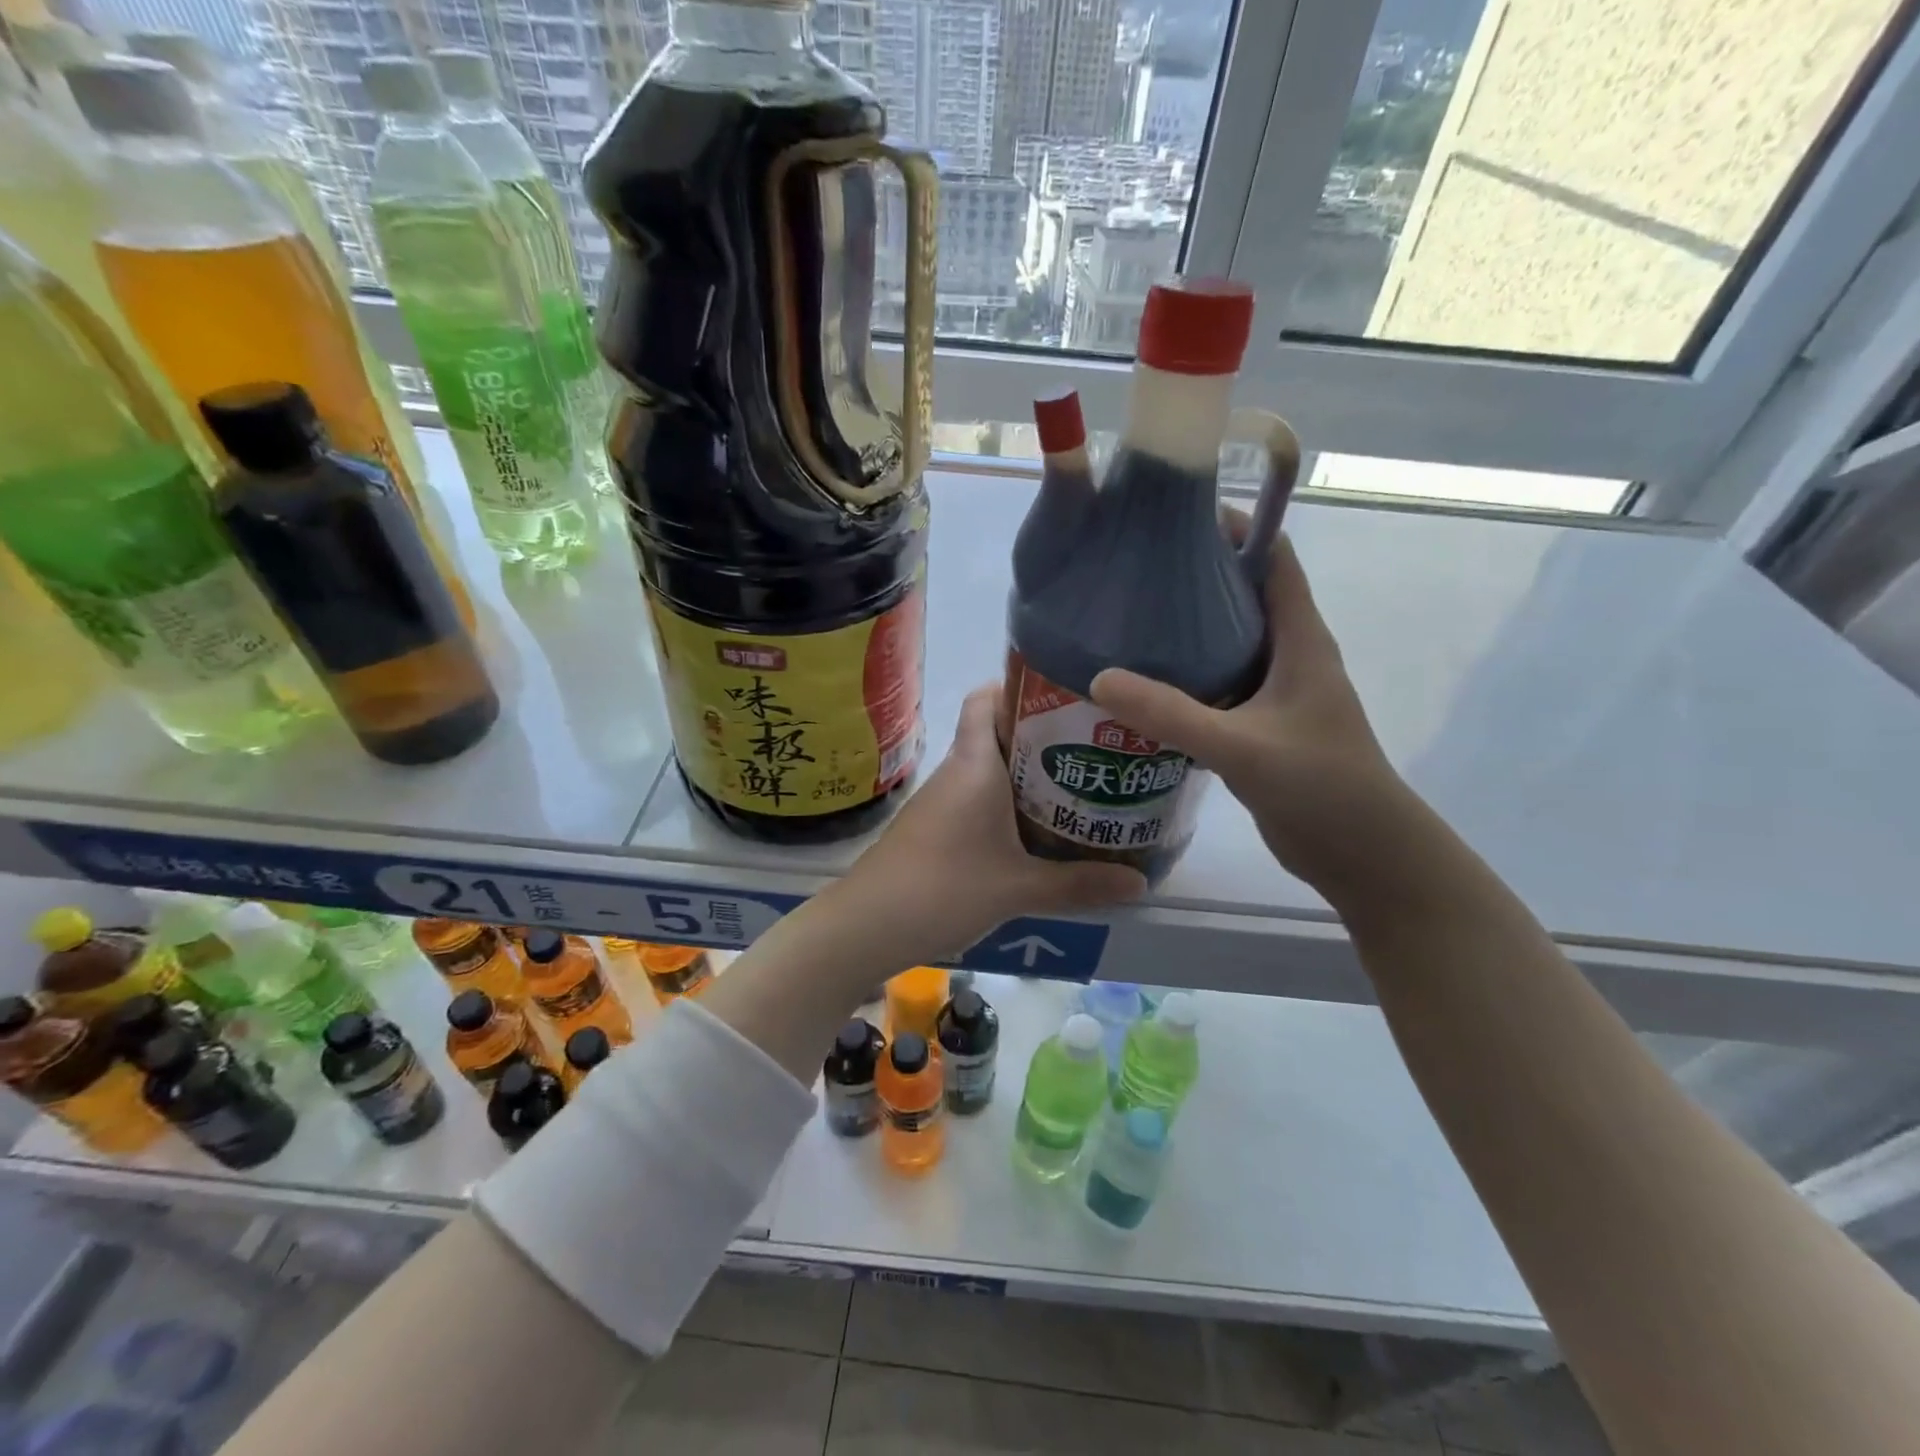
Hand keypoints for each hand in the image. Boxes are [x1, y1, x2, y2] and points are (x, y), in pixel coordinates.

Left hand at [835, 685, 1147, 963]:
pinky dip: (1006, 806)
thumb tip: (1140, 883)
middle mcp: (957, 772)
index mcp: (975, 764)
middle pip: (997, 734)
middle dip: (1042, 737)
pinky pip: (977, 801)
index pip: (986, 699)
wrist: (867, 925)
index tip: (1065, 697)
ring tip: (1077, 788)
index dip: (1019, 687)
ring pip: (988, 771)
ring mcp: (941, 801)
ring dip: (1026, 776)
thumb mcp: (1019, 889)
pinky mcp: (934, 828)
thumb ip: (1079, 884)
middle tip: (1093, 749)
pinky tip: (1035, 833)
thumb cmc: (944, 888)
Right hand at [1090, 532, 1415, 905]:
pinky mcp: (1259, 728)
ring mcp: (1274, 694)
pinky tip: (1140, 688)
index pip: (1273, 558)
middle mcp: (1289, 656)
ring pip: (1225, 643)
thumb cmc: (1322, 787)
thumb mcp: (1242, 747)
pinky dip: (1182, 678)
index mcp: (1300, 640)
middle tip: (1130, 570)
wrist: (1363, 855)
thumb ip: (1172, 714)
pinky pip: (1216, 687)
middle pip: (1241, 595)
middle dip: (1193, 576)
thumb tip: (1098, 678)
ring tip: (1123, 620)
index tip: (1176, 516)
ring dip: (1184, 630)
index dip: (1234, 526)